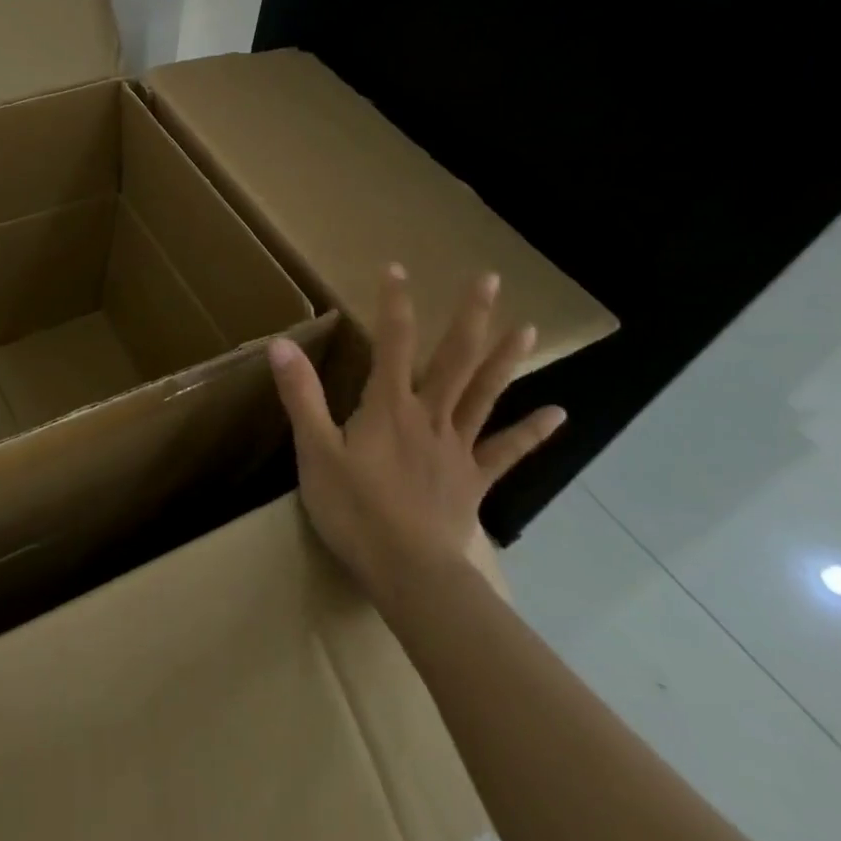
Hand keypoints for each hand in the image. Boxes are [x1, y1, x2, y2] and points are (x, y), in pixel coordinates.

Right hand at [268, 265, 564, 595]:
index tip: (397, 267)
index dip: (394, 304)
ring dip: (505, 360)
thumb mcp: (314, 450)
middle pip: (453, 359)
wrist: (408, 573)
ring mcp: (457, 447)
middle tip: (489, 279)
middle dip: (469, 317)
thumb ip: (302, 396)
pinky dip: (532, 433)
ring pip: (485, 395)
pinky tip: (559, 414)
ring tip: (528, 328)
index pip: (391, 343)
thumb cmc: (355, 510)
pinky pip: (506, 452)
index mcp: (388, 406)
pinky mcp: (473, 481)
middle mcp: (429, 416)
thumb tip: (282, 344)